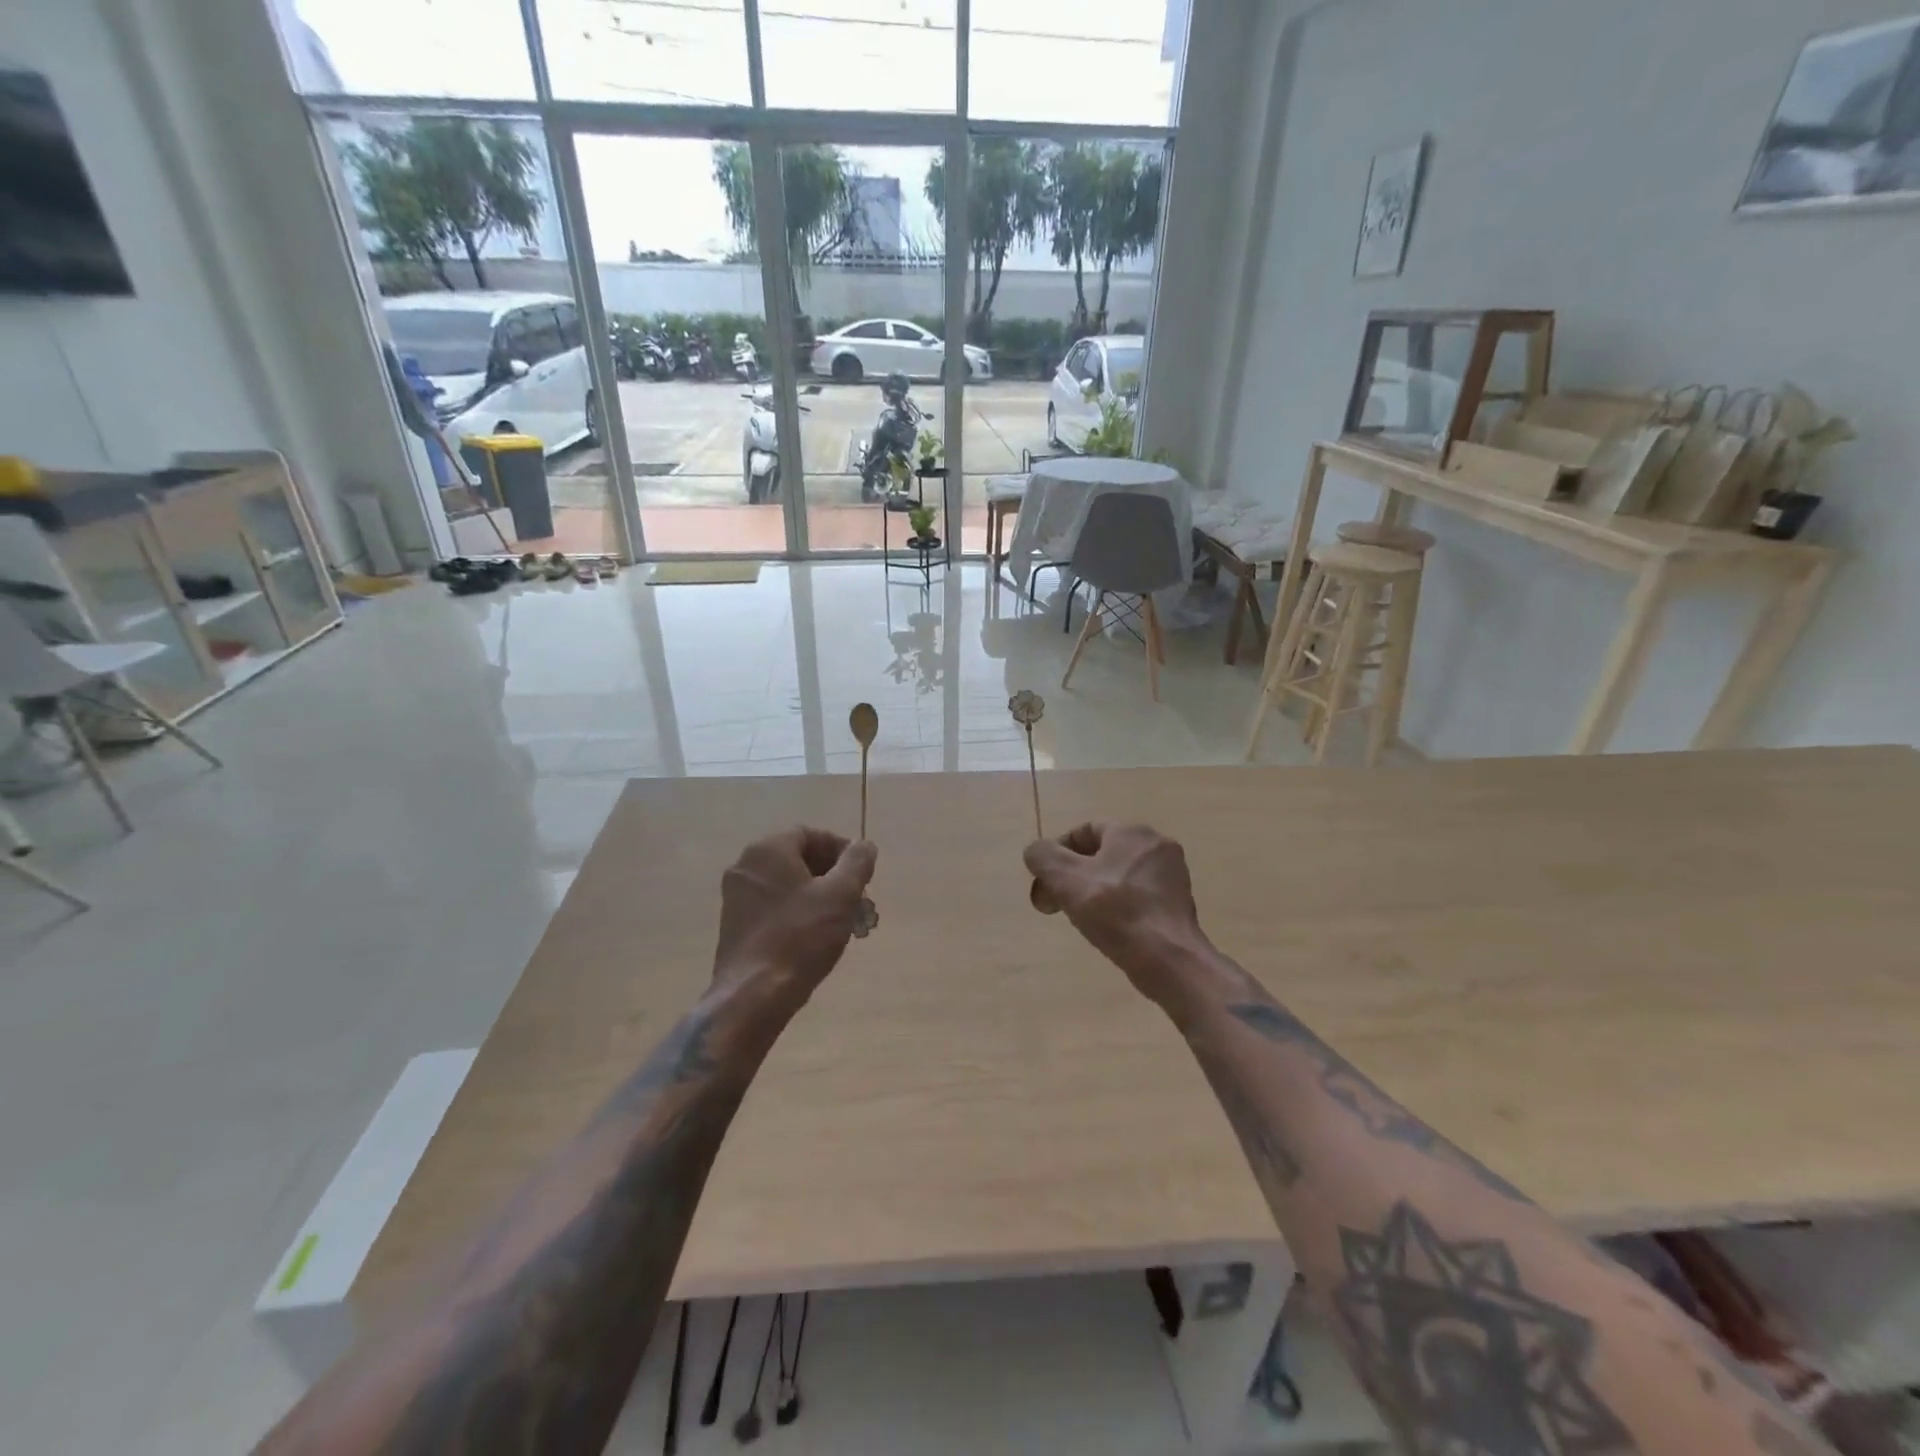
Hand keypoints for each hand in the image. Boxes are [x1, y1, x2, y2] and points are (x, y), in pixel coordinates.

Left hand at [713, 828, 877, 998]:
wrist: (753, 996)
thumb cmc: (800, 937)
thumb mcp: (840, 895)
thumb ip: (857, 862)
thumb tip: (864, 845)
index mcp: (767, 850)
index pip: (809, 834)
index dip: (840, 850)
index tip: (862, 874)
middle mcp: (746, 866)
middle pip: (799, 859)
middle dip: (833, 877)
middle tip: (858, 900)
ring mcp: (736, 898)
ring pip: (789, 886)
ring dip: (820, 897)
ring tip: (846, 923)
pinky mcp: (736, 925)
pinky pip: (775, 907)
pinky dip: (800, 913)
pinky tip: (819, 938)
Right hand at [1024, 822, 1209, 1009]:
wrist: (1168, 959)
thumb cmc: (1115, 912)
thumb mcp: (1066, 879)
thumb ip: (1043, 857)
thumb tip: (1037, 853)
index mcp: (1131, 831)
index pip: (1084, 831)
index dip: (1057, 853)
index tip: (1044, 883)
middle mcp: (1156, 845)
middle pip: (1101, 854)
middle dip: (1072, 877)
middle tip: (1054, 904)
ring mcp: (1171, 875)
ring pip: (1118, 876)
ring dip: (1092, 892)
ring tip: (1078, 919)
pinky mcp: (1177, 903)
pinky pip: (1137, 895)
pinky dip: (1117, 906)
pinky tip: (1106, 929)